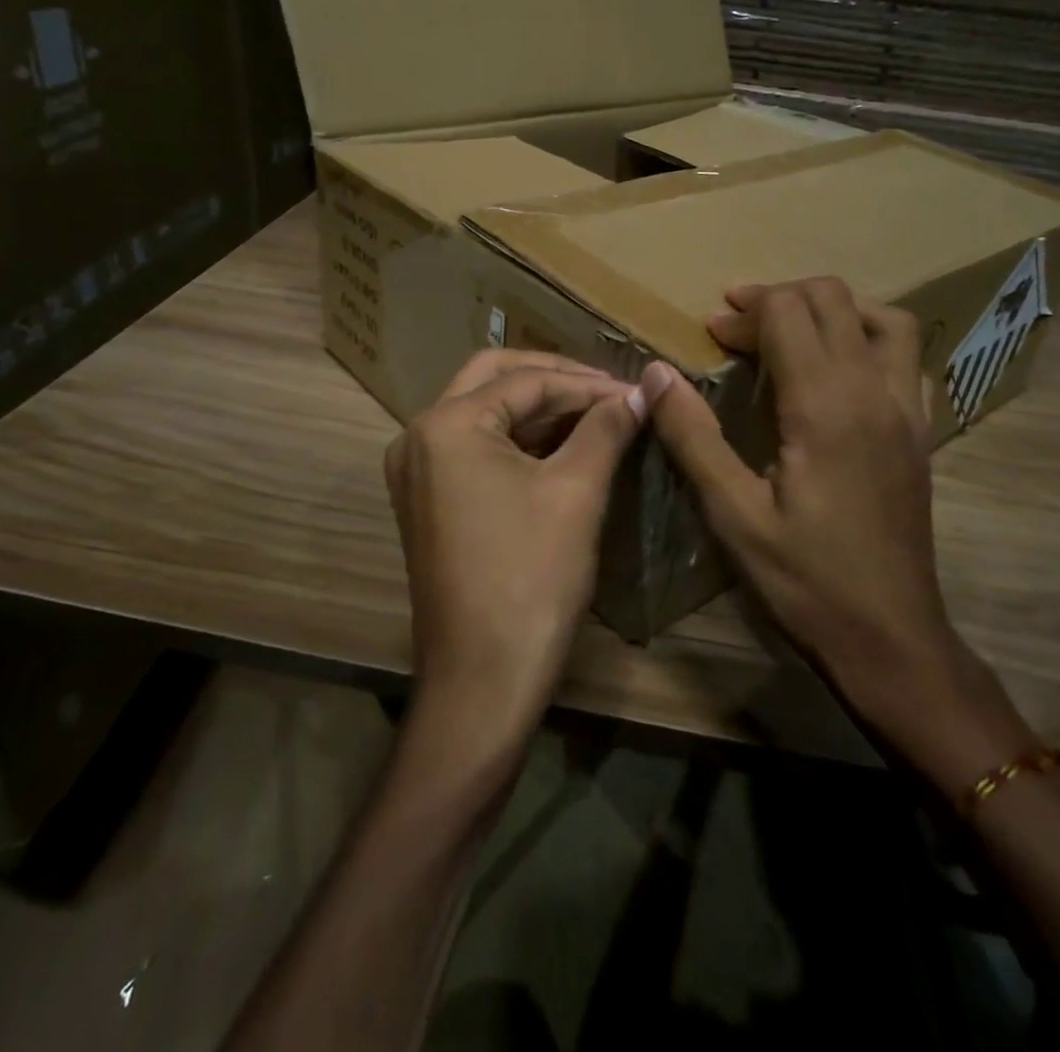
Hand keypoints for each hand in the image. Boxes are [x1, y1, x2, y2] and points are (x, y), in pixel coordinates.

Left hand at [386, 350, 649, 748]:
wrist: (482, 680)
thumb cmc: (531, 578)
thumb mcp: (576, 492)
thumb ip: (607, 427)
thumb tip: (641, 389)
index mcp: (446, 425)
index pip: (525, 380)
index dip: (586, 382)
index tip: (635, 390)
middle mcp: (419, 436)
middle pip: (493, 380)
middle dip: (554, 381)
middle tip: (608, 392)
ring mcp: (417, 470)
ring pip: (483, 413)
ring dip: (538, 409)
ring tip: (596, 415)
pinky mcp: (427, 499)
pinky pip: (474, 448)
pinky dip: (518, 440)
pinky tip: (563, 445)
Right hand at [644, 278, 1031, 786]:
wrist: (891, 637)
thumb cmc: (805, 579)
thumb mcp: (732, 513)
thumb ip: (693, 435)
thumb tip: (654, 373)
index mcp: (825, 406)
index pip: (788, 313)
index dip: (744, 310)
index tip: (710, 331)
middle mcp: (874, 391)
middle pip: (833, 300)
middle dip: (779, 298)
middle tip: (737, 326)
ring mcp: (907, 410)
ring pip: (882, 319)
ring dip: (831, 309)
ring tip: (790, 330)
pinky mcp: (921, 432)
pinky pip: (906, 358)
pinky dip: (870, 340)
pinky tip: (841, 370)